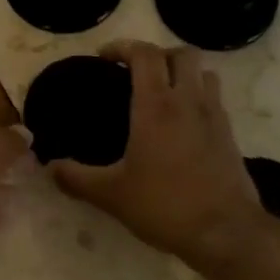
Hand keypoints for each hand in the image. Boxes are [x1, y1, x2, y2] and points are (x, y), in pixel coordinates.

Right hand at [48, 40, 263, 263]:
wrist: (225, 232)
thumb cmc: (164, 205)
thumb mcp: (111, 195)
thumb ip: (75, 178)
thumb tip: (49, 167)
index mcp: (157, 106)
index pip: (145, 55)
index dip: (123, 47)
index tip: (104, 58)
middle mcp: (189, 101)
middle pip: (182, 54)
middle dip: (158, 55)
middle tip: (136, 73)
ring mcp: (215, 117)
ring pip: (204, 73)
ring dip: (183, 73)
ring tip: (163, 93)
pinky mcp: (230, 135)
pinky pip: (215, 100)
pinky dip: (198, 98)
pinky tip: (182, 125)